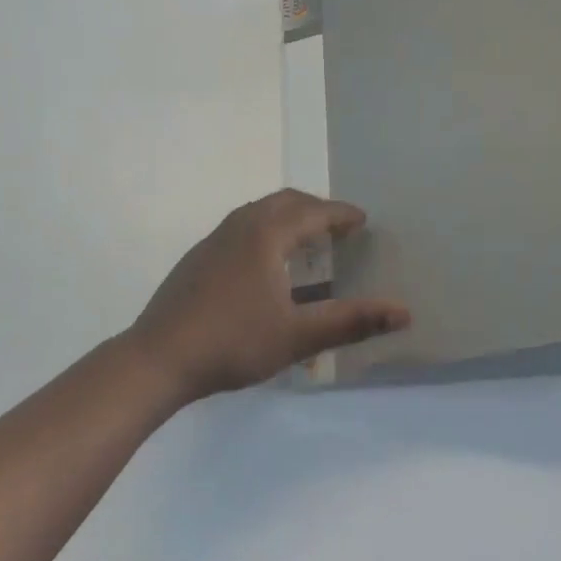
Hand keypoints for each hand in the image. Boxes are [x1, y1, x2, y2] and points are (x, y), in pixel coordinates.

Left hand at [123, 190, 411, 402]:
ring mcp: (214, 238)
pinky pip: (243, 226)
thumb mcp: (297, 336)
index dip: (341, 214)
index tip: (362, 220)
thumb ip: (351, 322)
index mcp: (266, 234)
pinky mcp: (198, 256)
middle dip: (315, 209)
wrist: (157, 358)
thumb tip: (403, 312)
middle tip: (338, 228)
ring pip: (260, 212)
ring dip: (289, 218)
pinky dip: (266, 230)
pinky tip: (265, 264)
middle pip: (285, 201)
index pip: (313, 212)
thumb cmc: (232, 343)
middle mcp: (241, 225)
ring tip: (306, 241)